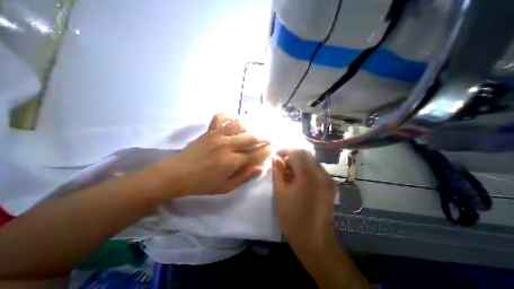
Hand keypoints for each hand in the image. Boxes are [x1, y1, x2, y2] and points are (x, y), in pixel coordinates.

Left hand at [152, 114, 272, 197]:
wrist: (176, 174)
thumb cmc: (202, 184)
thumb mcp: (225, 187)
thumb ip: (244, 177)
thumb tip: (259, 168)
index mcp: (231, 162)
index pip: (255, 154)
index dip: (265, 151)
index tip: (271, 148)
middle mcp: (227, 146)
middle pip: (251, 137)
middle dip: (263, 137)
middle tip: (269, 138)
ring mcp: (217, 135)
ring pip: (239, 124)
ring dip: (250, 126)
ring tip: (253, 130)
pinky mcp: (209, 131)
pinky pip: (220, 117)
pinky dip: (229, 115)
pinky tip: (233, 119)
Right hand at [273, 150, 368, 287]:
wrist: (315, 240)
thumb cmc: (293, 218)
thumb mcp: (280, 193)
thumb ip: (278, 172)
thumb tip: (276, 158)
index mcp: (308, 175)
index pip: (296, 152)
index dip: (285, 150)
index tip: (275, 154)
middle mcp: (321, 173)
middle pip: (305, 154)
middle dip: (291, 155)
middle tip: (281, 164)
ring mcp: (327, 178)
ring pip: (311, 160)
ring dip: (298, 162)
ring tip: (288, 172)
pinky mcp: (329, 184)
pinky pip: (316, 169)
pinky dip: (305, 168)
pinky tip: (298, 178)